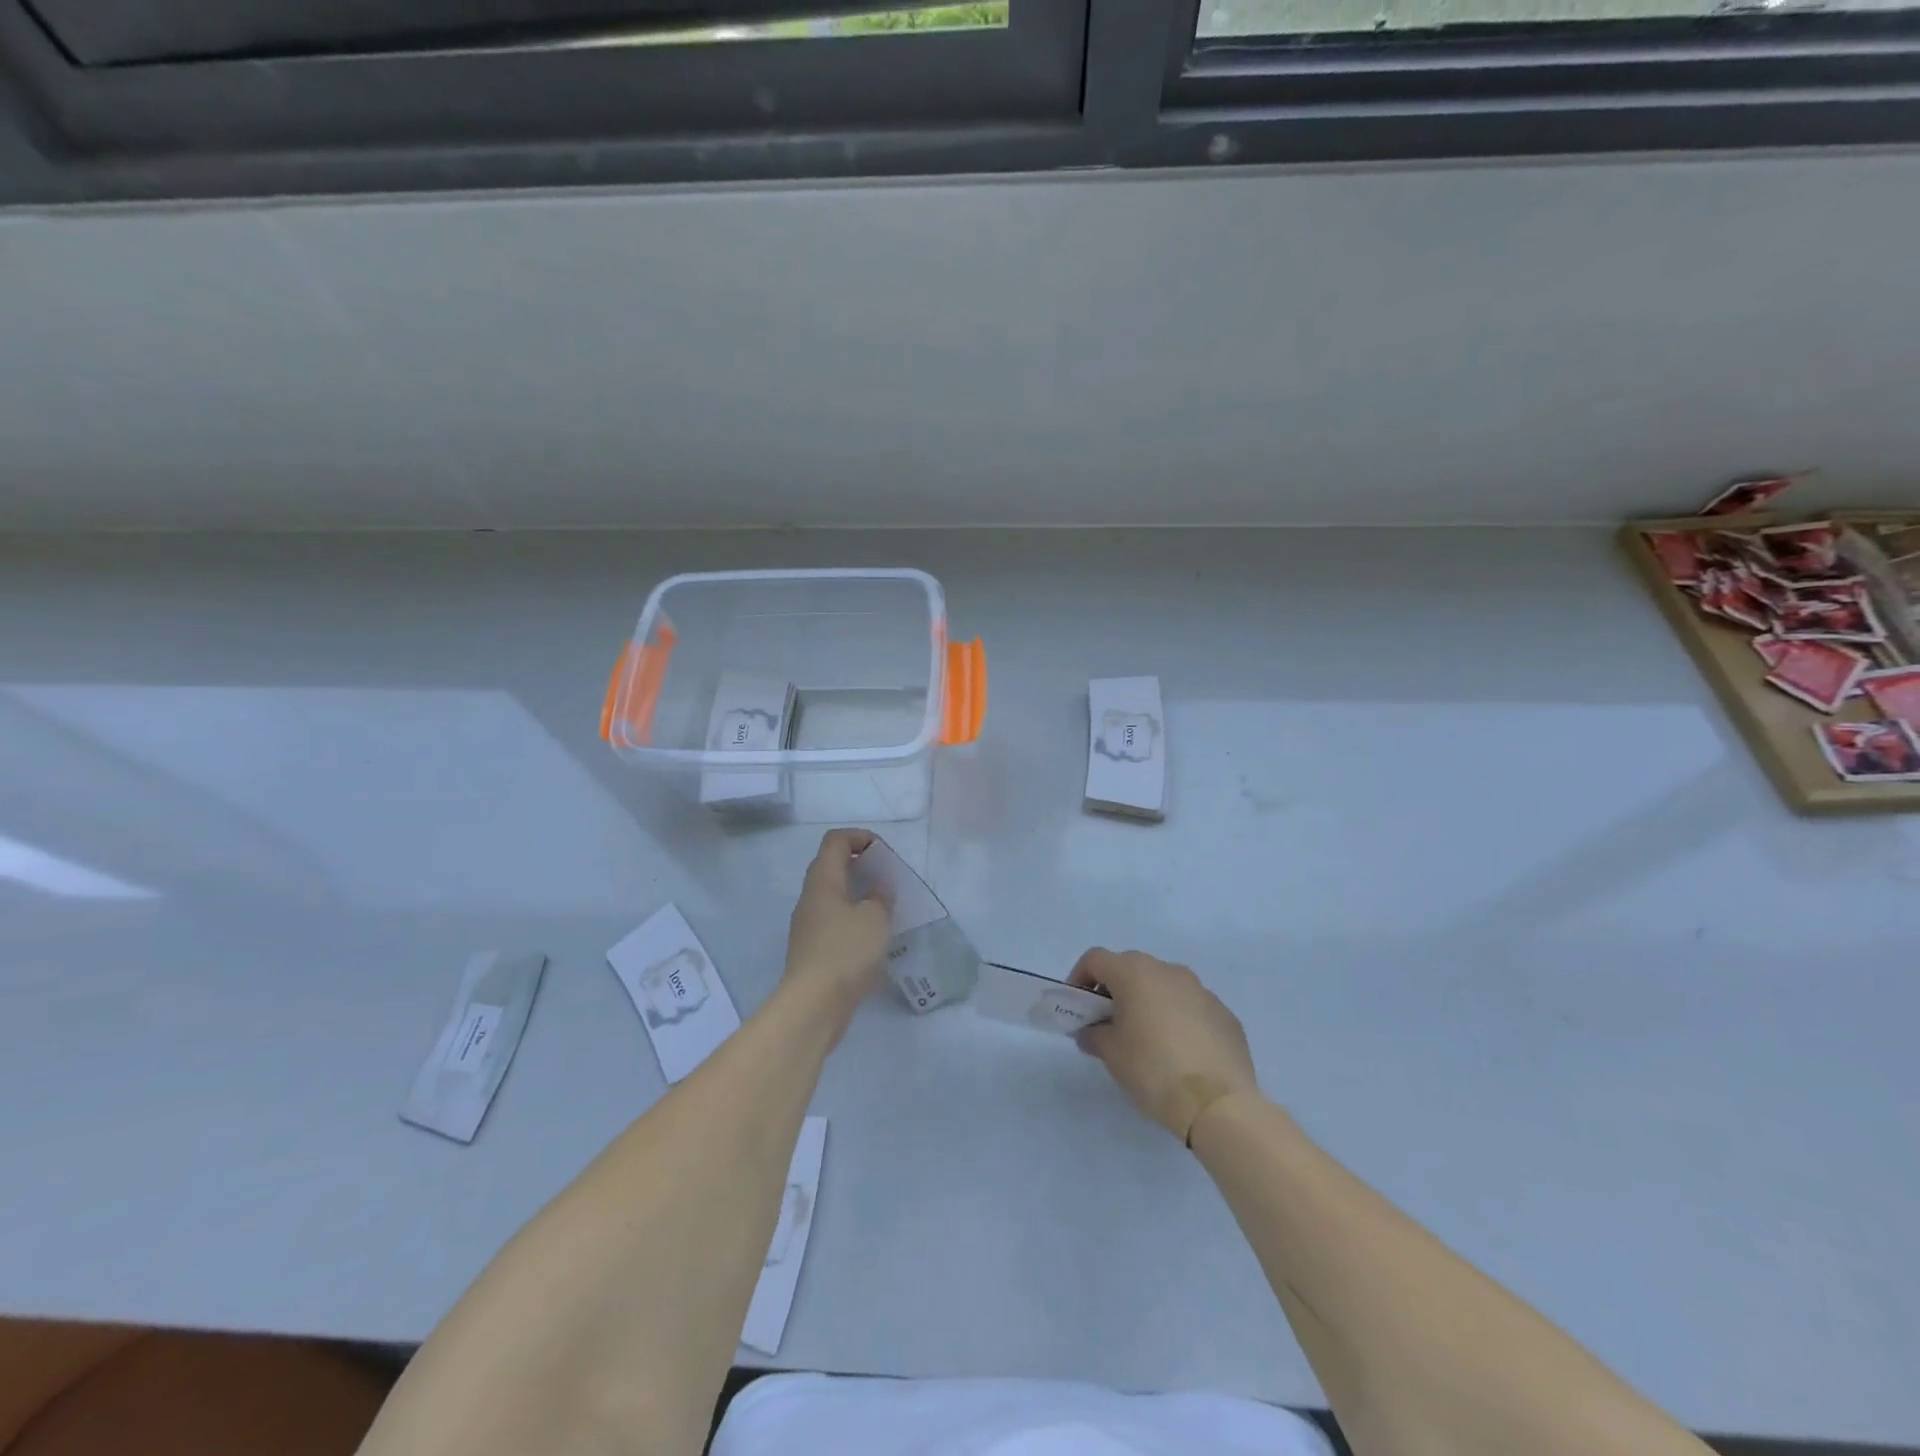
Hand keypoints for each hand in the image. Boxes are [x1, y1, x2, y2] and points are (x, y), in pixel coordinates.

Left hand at [783, 829, 891, 1024]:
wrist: (813, 1005)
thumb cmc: (846, 952)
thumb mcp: (875, 919)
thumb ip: (880, 896)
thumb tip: (879, 886)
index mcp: (822, 881)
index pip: (835, 840)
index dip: (860, 836)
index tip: (883, 852)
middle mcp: (810, 898)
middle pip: (831, 866)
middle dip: (860, 865)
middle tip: (887, 878)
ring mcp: (808, 925)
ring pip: (833, 896)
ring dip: (858, 895)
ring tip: (885, 908)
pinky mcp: (812, 950)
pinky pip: (834, 921)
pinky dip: (853, 919)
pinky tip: (873, 938)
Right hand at [1070, 948, 1258, 1144]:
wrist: (1218, 1103)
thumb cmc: (1153, 1069)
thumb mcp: (1111, 1054)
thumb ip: (1094, 1035)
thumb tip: (1092, 1031)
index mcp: (1135, 973)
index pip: (1096, 959)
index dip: (1080, 978)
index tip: (1078, 1007)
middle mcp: (1168, 971)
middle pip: (1131, 969)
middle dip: (1115, 991)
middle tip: (1109, 1024)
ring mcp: (1201, 990)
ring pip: (1164, 986)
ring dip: (1149, 1003)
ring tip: (1146, 1040)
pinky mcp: (1225, 1014)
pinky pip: (1191, 1008)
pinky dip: (1178, 1020)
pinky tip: (1180, 1054)